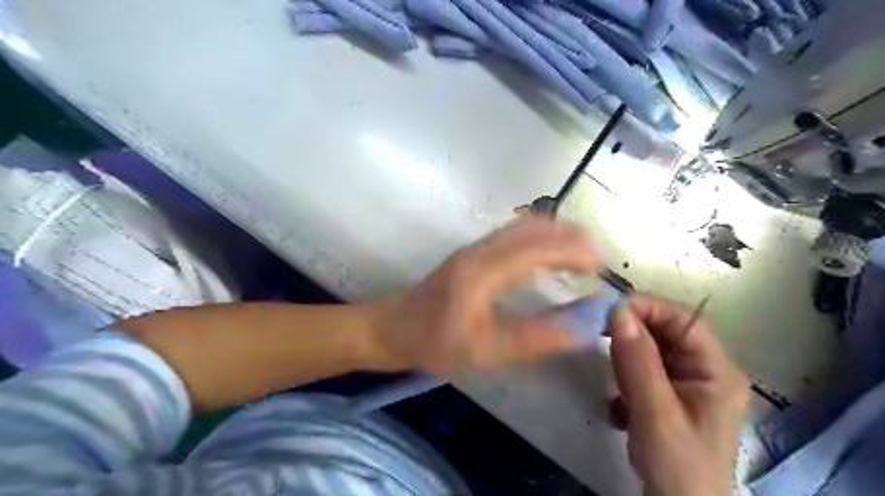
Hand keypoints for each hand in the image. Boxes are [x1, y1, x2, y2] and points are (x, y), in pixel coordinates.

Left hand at [372, 220, 601, 373]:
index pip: (538, 248)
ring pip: (522, 225)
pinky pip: (512, 233)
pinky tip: (548, 253)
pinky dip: (539, 236)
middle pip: (533, 227)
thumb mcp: (486, 351)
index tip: (600, 268)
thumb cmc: (436, 343)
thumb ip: (536, 338)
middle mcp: (480, 250)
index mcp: (484, 271)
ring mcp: (474, 247)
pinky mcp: (471, 252)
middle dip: (570, 237)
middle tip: (597, 259)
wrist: (392, 329)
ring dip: (555, 233)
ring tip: (580, 253)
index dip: (573, 252)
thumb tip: (583, 326)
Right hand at [609, 295, 744, 495]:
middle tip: (603, 346)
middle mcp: (705, 370)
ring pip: (650, 349)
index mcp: (717, 371)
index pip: (684, 320)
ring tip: (619, 388)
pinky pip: (642, 368)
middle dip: (633, 337)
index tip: (609, 311)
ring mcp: (686, 383)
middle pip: (666, 333)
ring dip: (627, 361)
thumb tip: (618, 311)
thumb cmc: (677, 465)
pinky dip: (625, 377)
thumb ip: (637, 361)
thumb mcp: (655, 412)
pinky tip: (622, 404)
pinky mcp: (668, 394)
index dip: (648, 308)